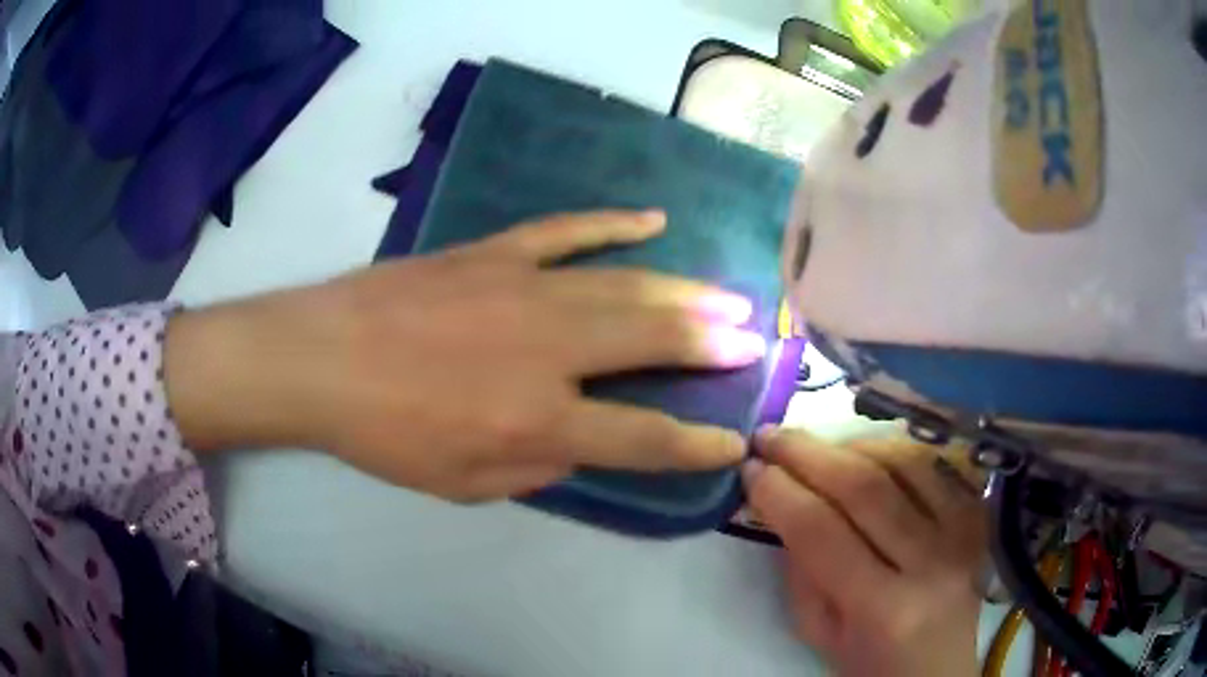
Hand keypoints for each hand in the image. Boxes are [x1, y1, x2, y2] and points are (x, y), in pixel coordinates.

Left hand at [166, 210, 764, 500]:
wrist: (322, 358)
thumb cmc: (388, 434)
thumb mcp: (466, 483)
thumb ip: (539, 465)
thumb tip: (586, 440)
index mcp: (539, 416)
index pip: (642, 435)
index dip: (695, 443)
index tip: (735, 440)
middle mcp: (548, 349)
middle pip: (653, 340)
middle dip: (712, 342)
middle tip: (754, 338)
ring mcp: (525, 288)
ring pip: (627, 284)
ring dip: (686, 290)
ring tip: (730, 295)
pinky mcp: (496, 253)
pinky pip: (568, 231)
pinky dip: (613, 224)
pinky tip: (652, 221)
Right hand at [744, 428, 985, 676]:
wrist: (938, 670)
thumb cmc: (872, 663)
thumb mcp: (820, 634)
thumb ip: (801, 573)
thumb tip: (782, 506)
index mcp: (883, 609)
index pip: (821, 533)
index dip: (780, 493)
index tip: (751, 469)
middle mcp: (929, 564)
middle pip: (864, 488)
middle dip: (807, 454)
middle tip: (770, 436)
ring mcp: (961, 534)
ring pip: (903, 464)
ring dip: (850, 444)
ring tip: (815, 445)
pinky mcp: (977, 518)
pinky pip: (934, 466)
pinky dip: (894, 450)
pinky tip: (867, 452)